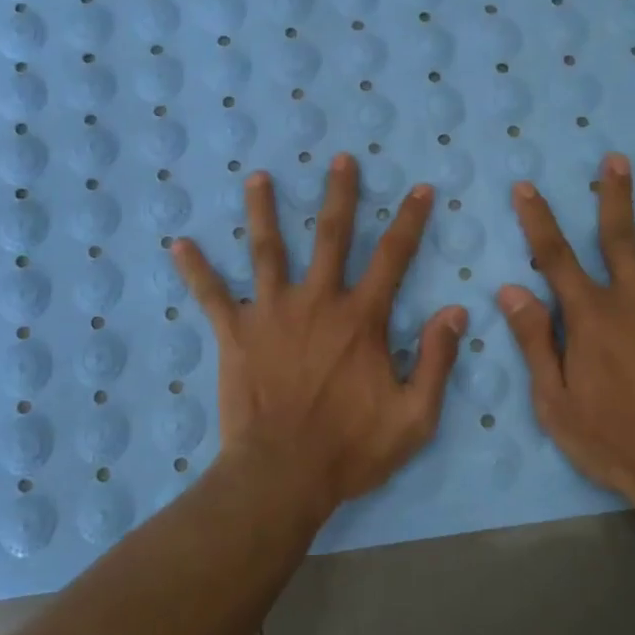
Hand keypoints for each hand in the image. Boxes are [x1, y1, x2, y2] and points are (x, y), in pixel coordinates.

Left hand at [171, 153, 467, 518]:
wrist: (282, 476)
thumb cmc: (350, 448)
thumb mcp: (414, 416)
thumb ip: (437, 361)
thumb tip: (455, 311)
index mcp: (361, 319)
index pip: (393, 257)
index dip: (410, 221)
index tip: (419, 188)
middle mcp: (317, 302)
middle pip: (331, 236)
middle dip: (339, 194)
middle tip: (341, 159)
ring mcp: (272, 313)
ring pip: (268, 250)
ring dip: (264, 211)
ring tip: (257, 177)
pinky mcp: (236, 334)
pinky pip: (212, 295)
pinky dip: (196, 269)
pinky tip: (179, 244)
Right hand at [498, 153, 634, 523]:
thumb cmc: (613, 439)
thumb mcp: (556, 400)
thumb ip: (536, 340)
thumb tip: (510, 289)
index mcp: (591, 317)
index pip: (556, 257)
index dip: (538, 220)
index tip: (527, 188)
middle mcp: (632, 299)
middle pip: (618, 237)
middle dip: (612, 195)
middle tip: (614, 158)